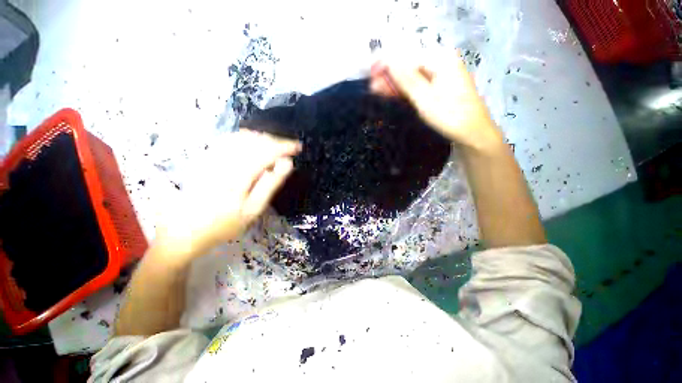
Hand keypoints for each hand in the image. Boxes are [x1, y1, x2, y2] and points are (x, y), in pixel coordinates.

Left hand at [153, 129, 300, 265]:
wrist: (183, 229)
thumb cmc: (223, 224)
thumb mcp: (253, 210)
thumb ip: (270, 184)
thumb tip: (287, 164)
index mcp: (238, 176)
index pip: (266, 151)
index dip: (285, 147)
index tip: (298, 147)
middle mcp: (224, 161)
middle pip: (255, 140)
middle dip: (275, 141)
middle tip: (288, 150)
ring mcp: (212, 157)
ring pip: (242, 136)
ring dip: (262, 139)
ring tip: (274, 148)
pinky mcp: (205, 157)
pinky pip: (229, 139)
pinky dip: (246, 138)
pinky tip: (254, 146)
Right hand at [369, 54, 503, 152]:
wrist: (472, 133)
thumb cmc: (450, 115)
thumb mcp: (425, 98)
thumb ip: (407, 80)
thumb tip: (389, 62)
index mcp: (441, 59)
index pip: (408, 58)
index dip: (388, 65)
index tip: (371, 74)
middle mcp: (442, 62)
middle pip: (410, 67)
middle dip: (390, 76)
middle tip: (372, 87)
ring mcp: (442, 75)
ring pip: (413, 77)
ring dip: (395, 84)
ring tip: (377, 91)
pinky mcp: (440, 87)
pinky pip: (419, 85)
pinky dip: (405, 90)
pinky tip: (392, 93)